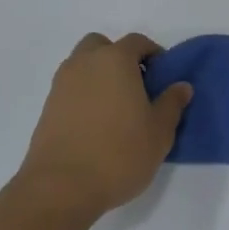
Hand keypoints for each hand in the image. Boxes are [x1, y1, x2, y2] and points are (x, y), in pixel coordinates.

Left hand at [18, 33, 190, 219]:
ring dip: (98, 75)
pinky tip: (95, 125)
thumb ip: (172, 104)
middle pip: (102, 46)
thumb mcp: (159, 132)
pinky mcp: (47, 108)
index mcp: (115, 60)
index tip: (162, 76)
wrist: (60, 187)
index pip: (137, 42)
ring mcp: (62, 85)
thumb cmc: (119, 153)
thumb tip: (181, 86)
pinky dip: (83, 95)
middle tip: (134, 85)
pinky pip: (70, 89)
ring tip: (115, 108)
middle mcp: (85, 64)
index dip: (153, 54)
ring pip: (82, 65)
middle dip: (118, 57)